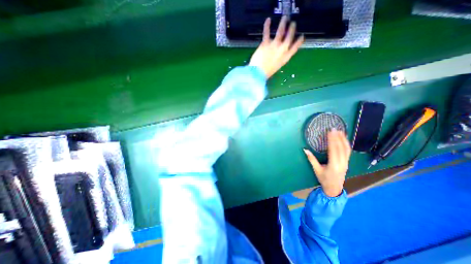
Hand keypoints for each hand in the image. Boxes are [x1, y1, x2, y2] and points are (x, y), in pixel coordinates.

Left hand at [250, 15, 304, 77]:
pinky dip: (267, 25)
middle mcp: (282, 50)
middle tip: (293, 24)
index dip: (299, 41)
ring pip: (280, 31)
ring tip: (285, 18)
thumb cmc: (267, 73)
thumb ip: (279, 59)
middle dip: (292, 29)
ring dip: (283, 23)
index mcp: (286, 58)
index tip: (302, 36)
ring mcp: (274, 45)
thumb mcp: (277, 67)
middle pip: (289, 37)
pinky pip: (266, 32)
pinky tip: (268, 20)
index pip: (295, 48)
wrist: (258, 73)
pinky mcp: (266, 43)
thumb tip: (278, 53)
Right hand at [304, 131, 350, 196]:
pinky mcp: (347, 162)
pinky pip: (348, 152)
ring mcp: (346, 163)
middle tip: (334, 129)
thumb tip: (305, 150)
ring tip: (341, 131)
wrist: (334, 188)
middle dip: (338, 137)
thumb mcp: (316, 170)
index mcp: (334, 165)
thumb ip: (311, 159)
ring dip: (344, 139)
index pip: (333, 149)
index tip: (330, 132)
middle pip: (341, 148)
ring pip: (347, 149)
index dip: (332, 140)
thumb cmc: (324, 179)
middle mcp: (342, 163)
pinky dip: (346, 144)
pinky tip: (344, 139)